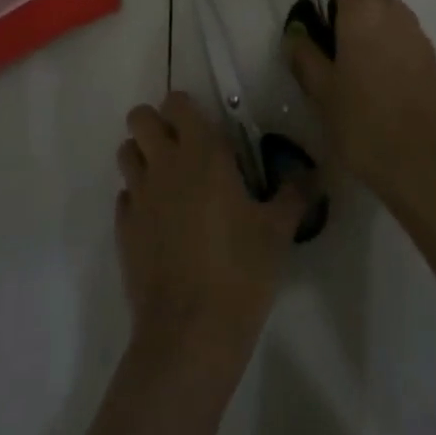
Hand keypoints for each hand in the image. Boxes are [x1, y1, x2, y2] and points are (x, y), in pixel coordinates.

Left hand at [115, 92, 305, 358]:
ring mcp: (138, 196)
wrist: (190, 332)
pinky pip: (125, 196)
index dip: (186, 109)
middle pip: (139, 118)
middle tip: (183, 151)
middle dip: (156, 125)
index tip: (206, 130)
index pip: (177, 103)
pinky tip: (161, 224)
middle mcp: (163, 164)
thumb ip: (294, 195)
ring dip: (143, 157)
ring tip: (170, 183)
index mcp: (201, 153)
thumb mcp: (278, 231)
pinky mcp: (123, 229)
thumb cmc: (241, 271)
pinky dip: (138, 199)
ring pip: (126, 153)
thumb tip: (312, 175)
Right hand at [283, 0, 435, 207]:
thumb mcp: (320, 90)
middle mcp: (395, 13)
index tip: (323, 13)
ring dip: (373, 25)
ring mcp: (419, 36)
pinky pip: (406, 36)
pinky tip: (381, 84)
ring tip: (357, 67)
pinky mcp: (434, 60)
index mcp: (364, 11)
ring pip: (392, 12)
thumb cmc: (362, 122)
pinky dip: (391, 46)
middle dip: (353, 4)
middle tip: (335, 42)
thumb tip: (295, 34)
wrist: (421, 164)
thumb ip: (304, 54)